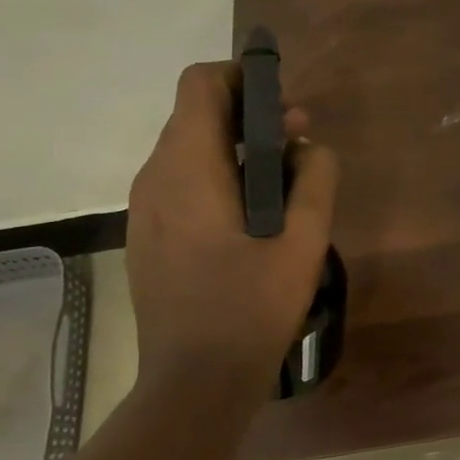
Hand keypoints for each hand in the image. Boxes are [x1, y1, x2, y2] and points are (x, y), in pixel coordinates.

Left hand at [125, 62, 338, 395]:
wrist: (195, 381)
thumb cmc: (252, 307)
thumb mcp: (304, 241)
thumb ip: (315, 180)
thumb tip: (310, 146)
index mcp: (188, 170)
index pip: (200, 85)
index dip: (242, 77)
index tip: (283, 103)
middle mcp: (154, 178)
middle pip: (195, 115)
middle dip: (249, 117)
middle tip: (299, 146)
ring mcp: (144, 210)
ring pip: (188, 151)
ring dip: (235, 150)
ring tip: (283, 184)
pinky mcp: (147, 236)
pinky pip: (180, 184)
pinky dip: (216, 178)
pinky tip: (251, 219)